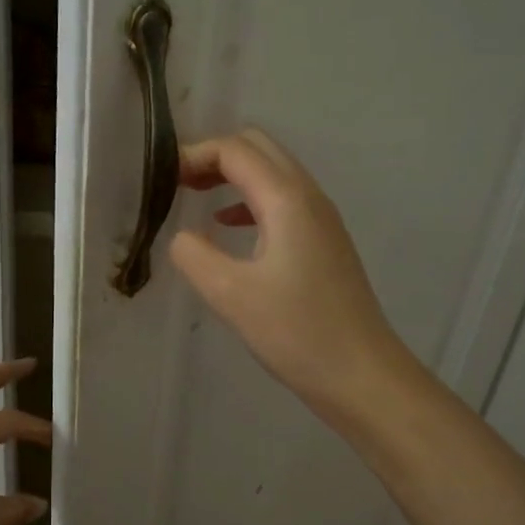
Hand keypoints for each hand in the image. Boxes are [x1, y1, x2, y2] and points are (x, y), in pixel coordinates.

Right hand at [167, 129, 414, 425]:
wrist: (362, 375)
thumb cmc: (297, 333)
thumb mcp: (231, 294)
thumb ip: (194, 255)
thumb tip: (182, 236)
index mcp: (287, 200)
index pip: (235, 150)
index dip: (194, 155)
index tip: (161, 180)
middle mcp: (309, 197)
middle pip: (258, 148)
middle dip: (214, 156)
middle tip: (177, 183)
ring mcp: (322, 218)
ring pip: (273, 173)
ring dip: (233, 175)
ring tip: (194, 196)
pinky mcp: (325, 242)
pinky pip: (283, 200)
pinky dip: (250, 200)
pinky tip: (228, 227)